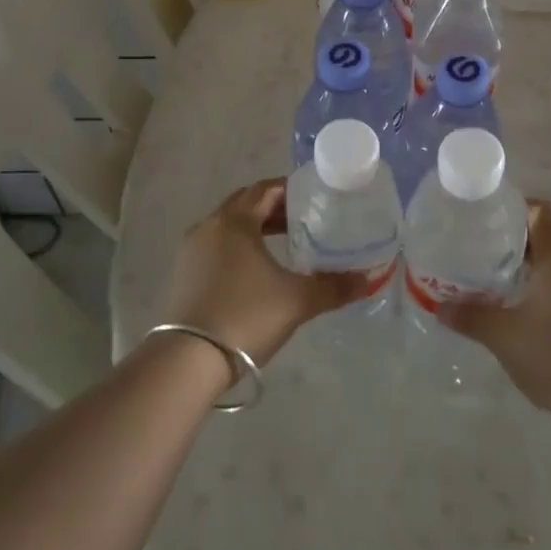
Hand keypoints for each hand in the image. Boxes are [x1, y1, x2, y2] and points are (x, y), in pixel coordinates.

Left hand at [159, 178, 375, 368]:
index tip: (315, 197)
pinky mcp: (184, 275)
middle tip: (304, 219)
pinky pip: (216, 248)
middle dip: (274, 208)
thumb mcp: (297, 300)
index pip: (265, 189)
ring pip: (229, 227)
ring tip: (285, 244)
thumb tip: (366, 280)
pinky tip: (257, 271)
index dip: (291, 189)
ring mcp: (191, 251)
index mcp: (234, 221)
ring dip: (255, 229)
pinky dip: (239, 248)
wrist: (189, 360)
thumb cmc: (246, 316)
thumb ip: (334, 287)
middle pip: (245, 204)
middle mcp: (209, 227)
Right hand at [438, 200, 550, 420]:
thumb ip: (471, 316)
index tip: (487, 218)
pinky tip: (524, 313)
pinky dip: (544, 291)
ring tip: (497, 281)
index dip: (515, 208)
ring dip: (530, 269)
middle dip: (515, 242)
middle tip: (482, 250)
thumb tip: (440, 306)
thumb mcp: (503, 336)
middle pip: (547, 238)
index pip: (541, 212)